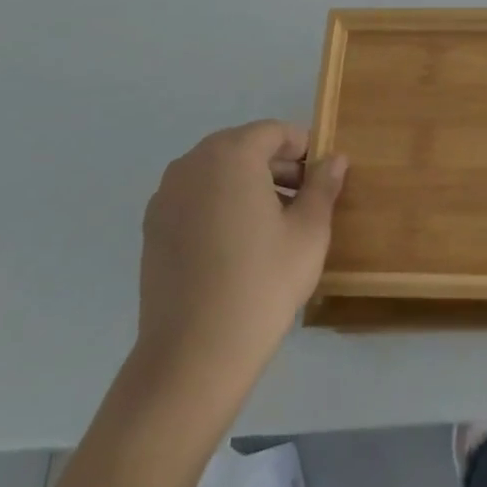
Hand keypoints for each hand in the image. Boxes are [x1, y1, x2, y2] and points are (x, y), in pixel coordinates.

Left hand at [133, 120, 347, 403]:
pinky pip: (195, 198)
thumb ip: (323, 186)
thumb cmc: (262, 282)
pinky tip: (238, 245)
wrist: (193, 355)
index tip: (320, 179)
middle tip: (303, 201)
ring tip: (274, 225)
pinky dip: (220, 205)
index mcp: (231, 155)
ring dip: (248, 185)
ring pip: (217, 173)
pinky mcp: (152, 229)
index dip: (302, 149)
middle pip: (243, 148)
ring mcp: (165, 197)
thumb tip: (334, 159)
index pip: (273, 132)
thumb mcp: (309, 231)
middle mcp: (191, 164)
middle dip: (276, 166)